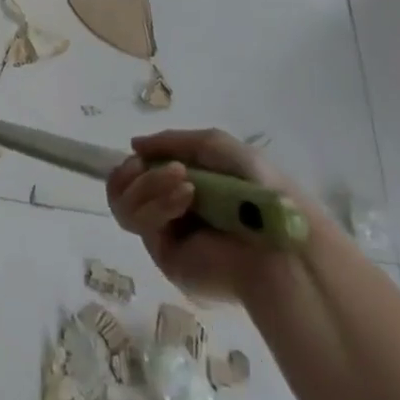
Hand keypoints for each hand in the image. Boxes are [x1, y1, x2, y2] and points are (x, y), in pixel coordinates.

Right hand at [107, 129, 302, 301]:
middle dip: (137, 174)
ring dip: (149, 183)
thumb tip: (133, 146)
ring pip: (124, 204)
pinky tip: (186, 197)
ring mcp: (165, 236)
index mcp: (183, 189)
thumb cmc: (255, 186)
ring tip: (183, 180)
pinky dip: (157, 203)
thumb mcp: (214, 146)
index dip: (133, 164)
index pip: (138, 176)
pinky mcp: (164, 258)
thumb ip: (171, 141)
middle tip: (160, 167)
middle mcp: (170, 212)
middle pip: (122, 189)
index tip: (140, 154)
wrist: (277, 236)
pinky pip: (139, 223)